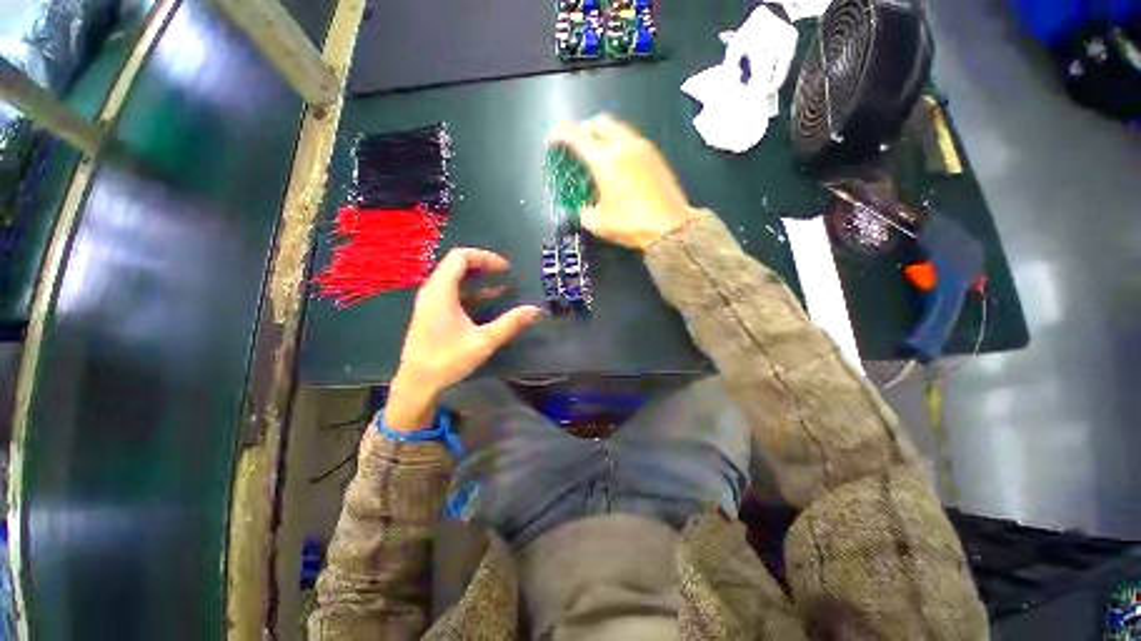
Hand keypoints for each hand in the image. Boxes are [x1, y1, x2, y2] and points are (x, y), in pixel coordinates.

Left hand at [386, 248, 541, 430]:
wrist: (417, 383)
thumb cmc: (448, 360)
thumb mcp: (484, 341)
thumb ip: (510, 323)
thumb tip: (535, 310)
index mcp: (441, 291)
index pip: (460, 257)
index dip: (485, 257)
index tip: (506, 269)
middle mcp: (431, 291)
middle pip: (456, 265)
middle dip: (483, 266)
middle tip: (505, 274)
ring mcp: (429, 301)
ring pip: (453, 278)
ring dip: (478, 279)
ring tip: (501, 286)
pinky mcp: (430, 312)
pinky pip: (451, 292)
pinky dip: (470, 291)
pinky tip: (487, 302)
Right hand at [548, 114, 703, 249]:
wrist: (670, 227)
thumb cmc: (630, 225)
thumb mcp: (598, 224)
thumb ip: (584, 212)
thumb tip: (582, 208)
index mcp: (603, 160)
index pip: (575, 135)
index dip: (559, 134)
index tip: (553, 141)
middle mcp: (622, 145)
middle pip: (598, 121)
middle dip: (584, 130)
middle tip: (579, 147)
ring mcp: (642, 146)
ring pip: (617, 127)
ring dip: (603, 135)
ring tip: (600, 155)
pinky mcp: (655, 154)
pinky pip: (631, 138)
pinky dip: (619, 143)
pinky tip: (620, 164)